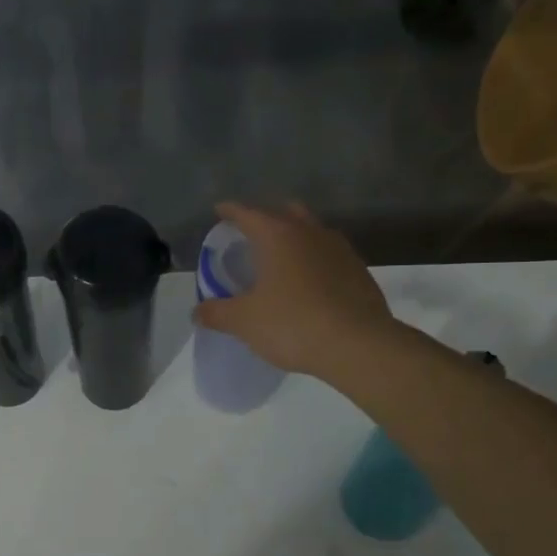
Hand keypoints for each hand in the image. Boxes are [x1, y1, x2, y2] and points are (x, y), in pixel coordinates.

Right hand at [193, 201, 400, 376]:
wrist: (359, 344)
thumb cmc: (293, 324)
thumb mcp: (245, 322)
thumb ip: (217, 313)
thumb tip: (197, 312)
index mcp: (278, 236)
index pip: (248, 213)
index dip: (230, 211)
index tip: (220, 210)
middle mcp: (310, 233)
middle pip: (285, 212)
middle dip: (267, 218)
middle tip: (251, 234)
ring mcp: (339, 249)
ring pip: (312, 231)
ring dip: (295, 237)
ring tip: (281, 258)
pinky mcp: (359, 270)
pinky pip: (330, 255)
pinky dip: (315, 260)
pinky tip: (309, 283)